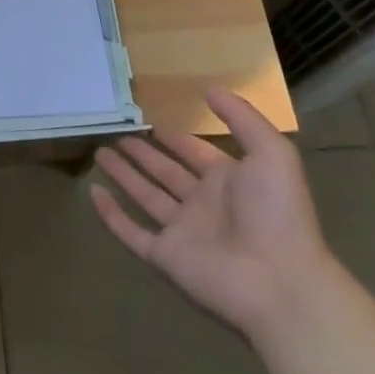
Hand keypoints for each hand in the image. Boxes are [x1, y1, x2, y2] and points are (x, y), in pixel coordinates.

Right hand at [91, 88, 334, 341]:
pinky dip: (111, 215)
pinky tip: (94, 193)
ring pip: (146, 197)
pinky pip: (132, 232)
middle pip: (166, 173)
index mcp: (229, 182)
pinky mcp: (166, 256)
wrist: (280, 284)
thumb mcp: (271, 153)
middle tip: (116, 134)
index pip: (195, 154)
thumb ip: (242, 117)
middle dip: (143, 154)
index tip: (150, 121)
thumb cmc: (277, 213)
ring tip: (99, 153)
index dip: (176, 139)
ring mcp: (183, 232)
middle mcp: (204, 205)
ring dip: (124, 176)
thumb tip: (209, 89)